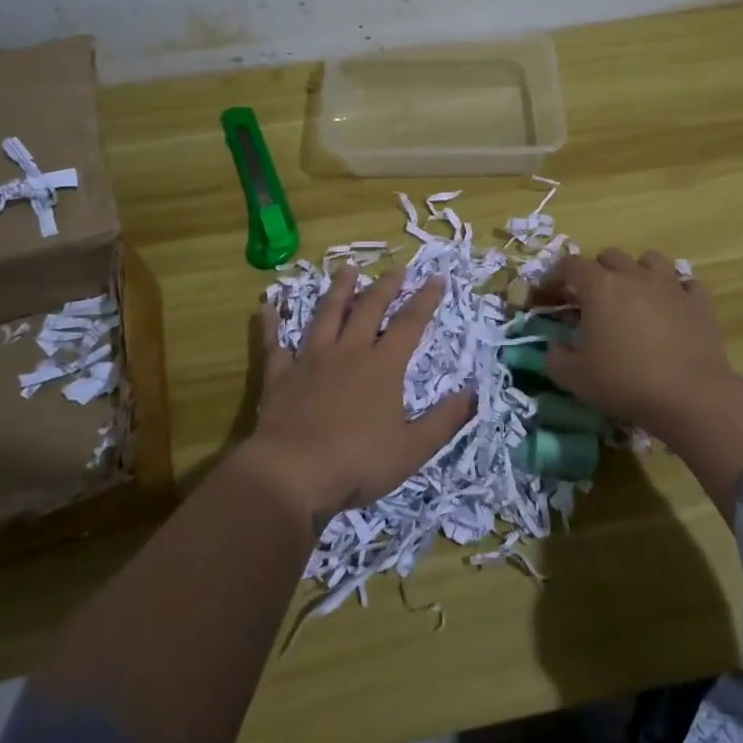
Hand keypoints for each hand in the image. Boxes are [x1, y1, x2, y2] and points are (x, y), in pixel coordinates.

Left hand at [246, 267, 472, 535]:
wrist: (292, 473)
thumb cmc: (358, 463)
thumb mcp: (413, 449)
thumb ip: (445, 420)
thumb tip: (474, 392)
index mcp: (383, 366)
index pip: (410, 323)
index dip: (425, 299)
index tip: (437, 277)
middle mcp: (348, 352)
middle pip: (369, 309)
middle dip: (386, 286)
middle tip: (397, 268)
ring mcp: (311, 359)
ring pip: (327, 315)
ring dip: (339, 290)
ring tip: (347, 268)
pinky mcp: (281, 374)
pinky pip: (274, 343)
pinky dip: (271, 323)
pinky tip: (267, 305)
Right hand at [537, 250, 742, 510]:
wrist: (690, 397)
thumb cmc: (625, 382)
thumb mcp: (575, 377)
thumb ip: (555, 358)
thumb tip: (554, 347)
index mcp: (600, 287)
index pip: (570, 265)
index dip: (554, 277)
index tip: (548, 297)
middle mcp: (634, 276)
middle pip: (609, 256)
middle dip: (595, 272)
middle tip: (591, 299)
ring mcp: (671, 286)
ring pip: (650, 259)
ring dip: (636, 271)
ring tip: (633, 295)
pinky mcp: (700, 302)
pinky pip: (686, 282)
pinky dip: (675, 290)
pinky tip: (671, 308)